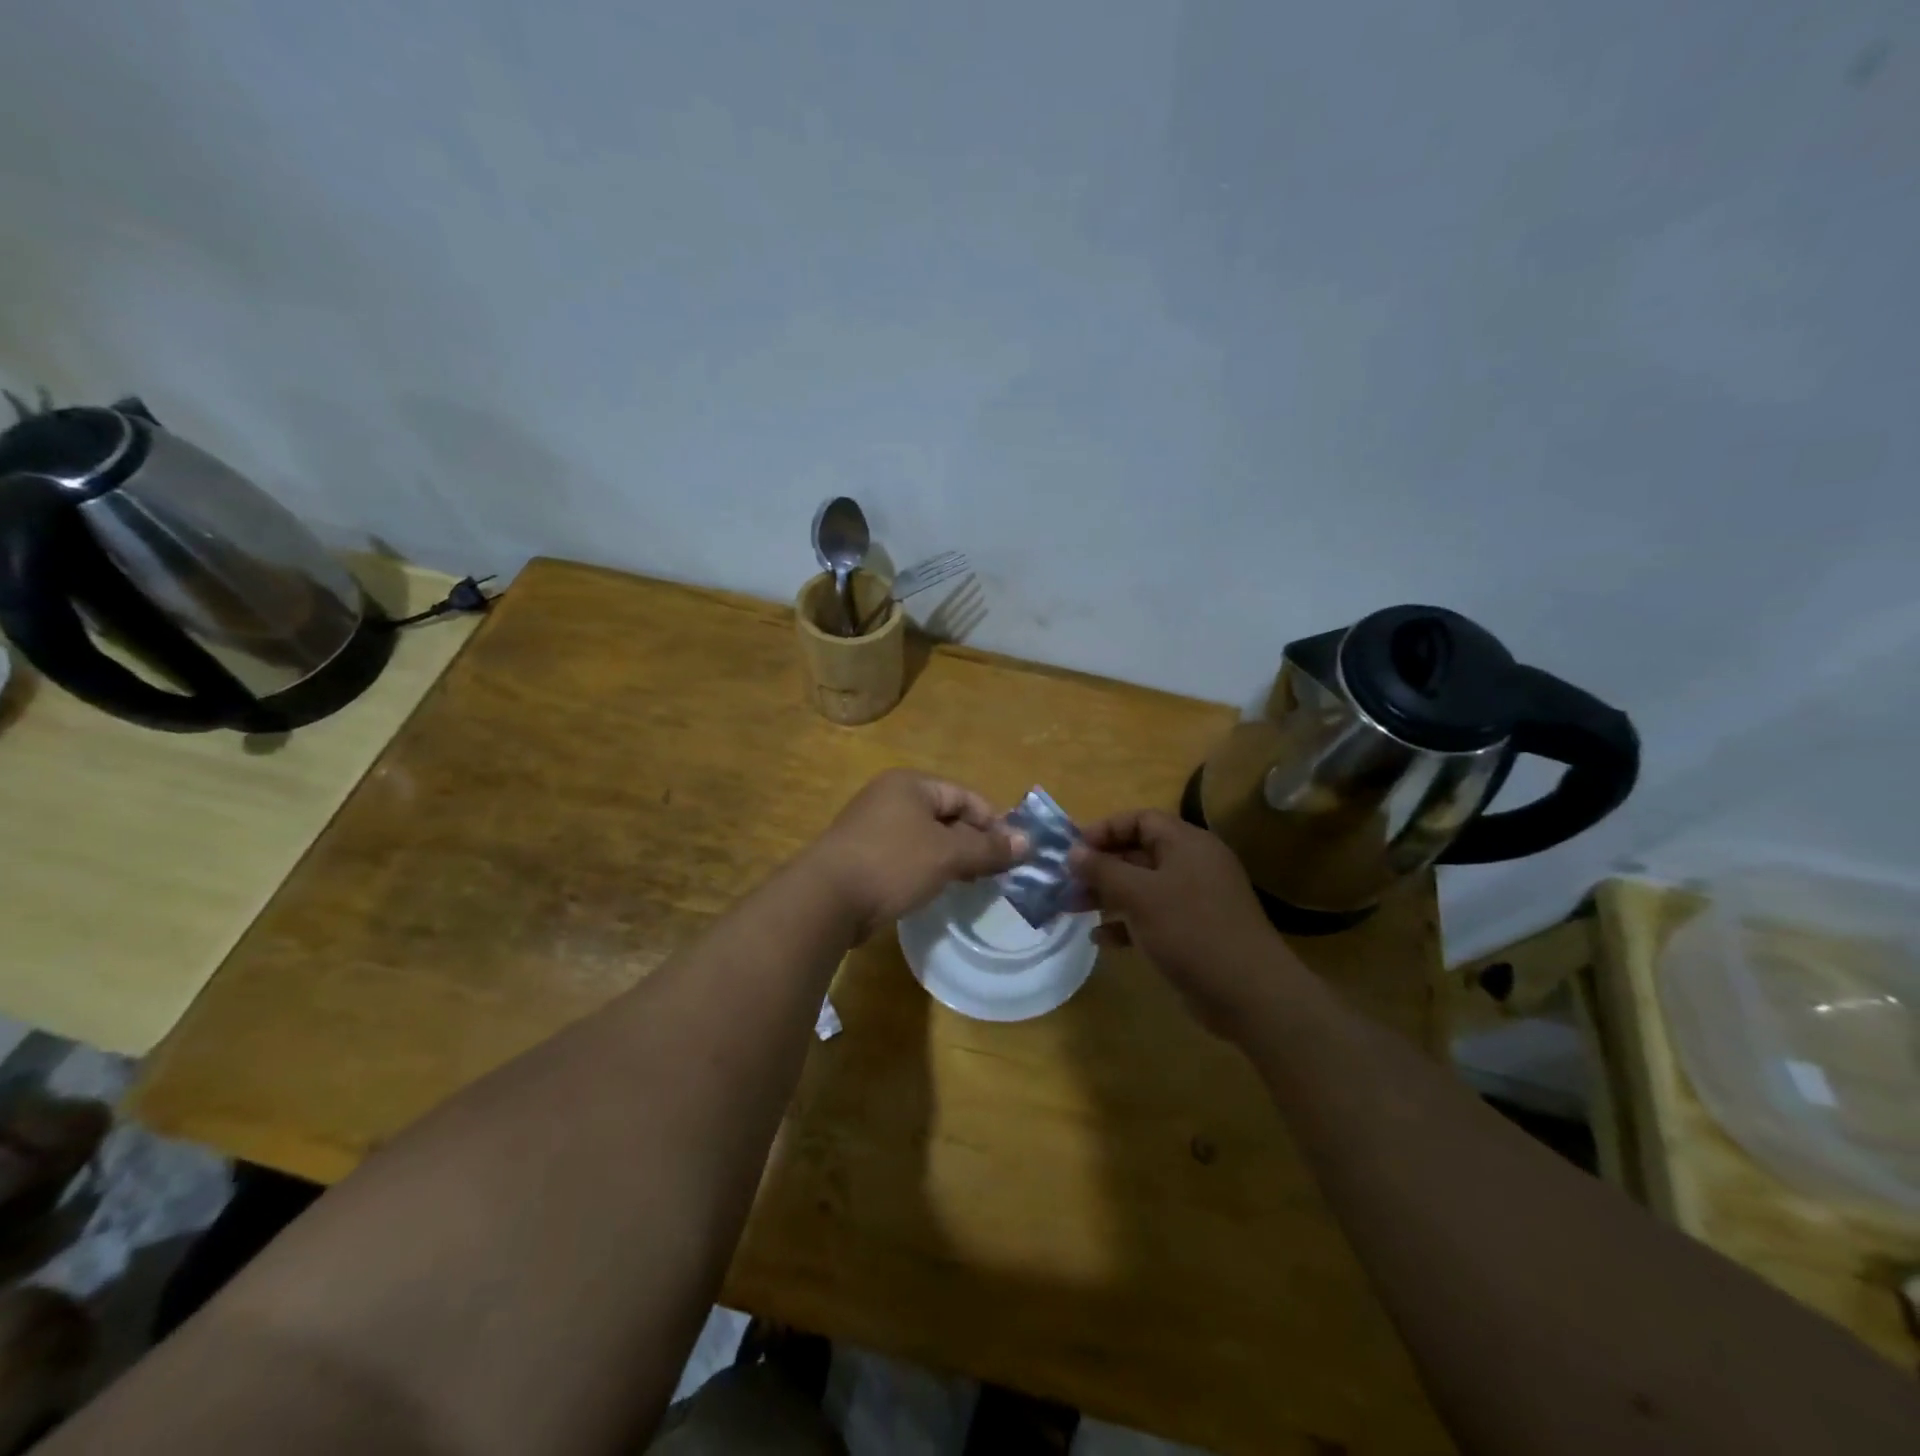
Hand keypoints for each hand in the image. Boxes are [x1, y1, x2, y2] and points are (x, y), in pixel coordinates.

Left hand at [806, 770, 1026, 939]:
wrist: (826, 899)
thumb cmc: (892, 863)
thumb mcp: (947, 855)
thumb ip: (988, 848)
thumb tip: (1028, 842)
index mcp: (910, 785)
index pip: (965, 796)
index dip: (993, 822)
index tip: (1013, 852)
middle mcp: (890, 797)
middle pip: (946, 815)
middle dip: (973, 842)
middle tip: (997, 871)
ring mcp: (873, 826)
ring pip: (927, 837)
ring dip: (952, 858)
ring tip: (973, 883)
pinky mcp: (863, 855)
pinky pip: (907, 855)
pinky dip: (927, 868)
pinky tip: (937, 889)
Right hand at [1069, 809, 1292, 1038]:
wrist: (1248, 993)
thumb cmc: (1190, 930)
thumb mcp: (1139, 895)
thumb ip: (1103, 869)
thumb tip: (1073, 852)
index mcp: (1187, 844)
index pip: (1141, 819)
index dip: (1105, 829)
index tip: (1074, 850)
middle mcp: (1193, 865)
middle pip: (1139, 853)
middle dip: (1101, 866)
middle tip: (1067, 882)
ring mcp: (1195, 900)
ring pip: (1143, 886)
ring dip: (1108, 895)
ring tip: (1073, 908)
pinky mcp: (1193, 931)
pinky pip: (1153, 916)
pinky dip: (1126, 923)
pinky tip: (1101, 939)